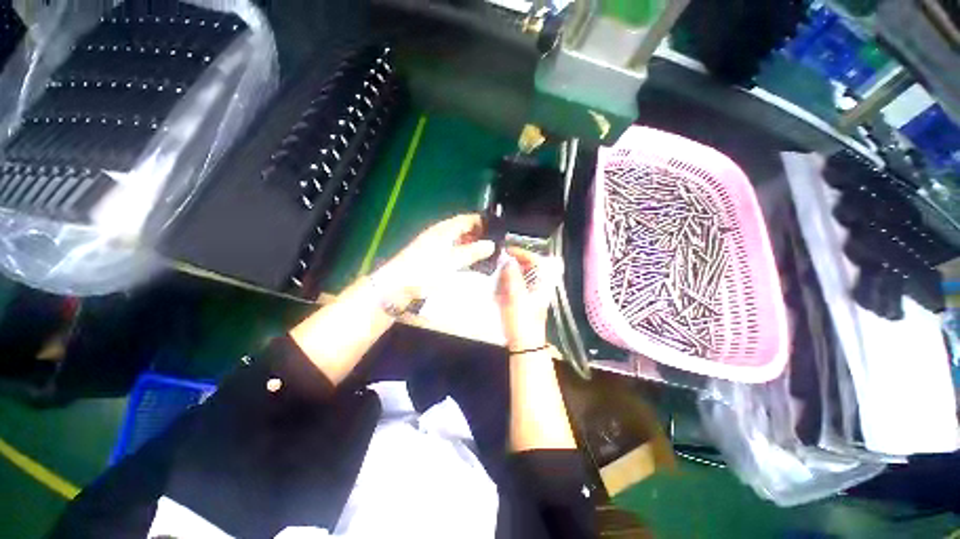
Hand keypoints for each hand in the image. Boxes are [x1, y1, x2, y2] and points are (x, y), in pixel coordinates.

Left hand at [374, 214, 495, 305]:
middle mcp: (438, 234)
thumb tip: (491, 244)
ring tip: (485, 253)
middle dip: (478, 234)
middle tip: (494, 243)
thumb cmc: (425, 270)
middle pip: (462, 229)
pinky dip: (461, 254)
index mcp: (443, 230)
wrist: (396, 287)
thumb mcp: (452, 260)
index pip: (466, 219)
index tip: (497, 229)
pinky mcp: (430, 258)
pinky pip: (451, 251)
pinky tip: (468, 263)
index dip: (481, 221)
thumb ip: (472, 252)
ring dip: (470, 245)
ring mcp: (433, 246)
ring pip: (457, 241)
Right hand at [495, 248, 562, 351]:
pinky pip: (516, 286)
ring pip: (521, 276)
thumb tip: (508, 258)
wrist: (524, 344)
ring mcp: (532, 294)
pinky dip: (508, 283)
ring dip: (510, 272)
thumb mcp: (515, 296)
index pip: (535, 260)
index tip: (507, 251)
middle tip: (500, 262)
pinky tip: (499, 286)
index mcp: (541, 284)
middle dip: (514, 262)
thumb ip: (512, 275)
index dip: (522, 253)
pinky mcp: (524, 301)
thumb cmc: (521, 320)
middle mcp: (539, 286)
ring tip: (497, 273)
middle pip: (528, 267)